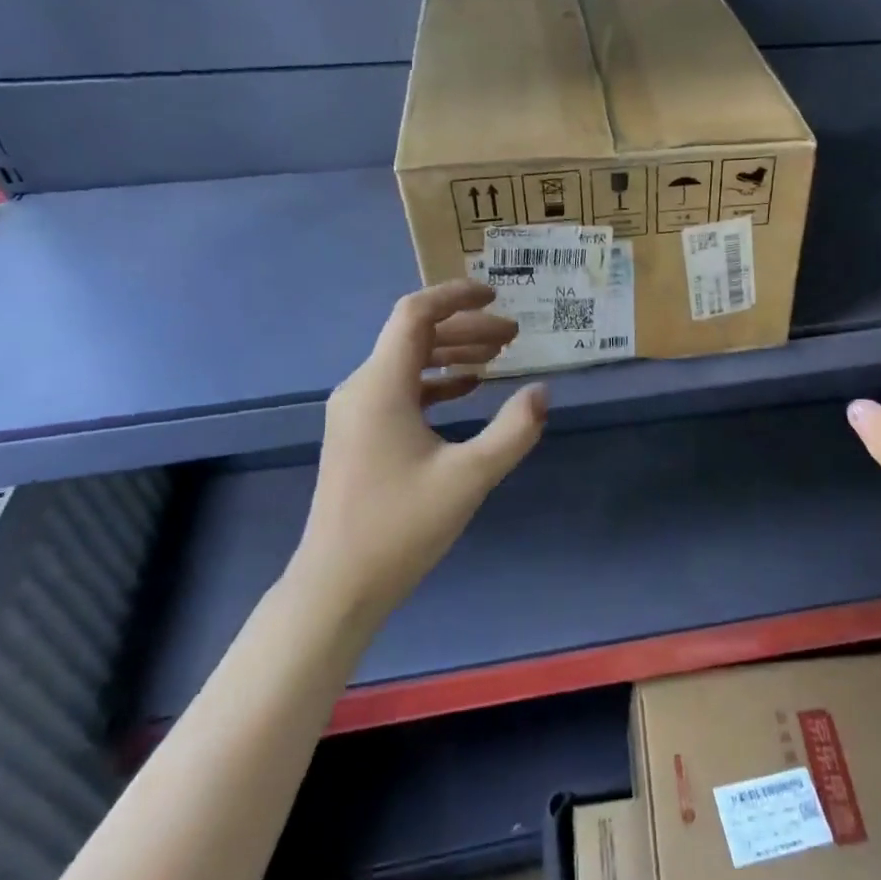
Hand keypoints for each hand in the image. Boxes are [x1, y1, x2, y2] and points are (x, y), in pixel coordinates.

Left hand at [287, 280, 548, 623]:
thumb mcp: (470, 477)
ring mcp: (356, 412)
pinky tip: (468, 390)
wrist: (338, 584)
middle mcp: (362, 388)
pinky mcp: (360, 434)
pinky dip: (437, 381)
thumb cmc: (402, 526)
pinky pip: (401, 388)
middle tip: (514, 335)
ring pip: (408, 361)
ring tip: (499, 357)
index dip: (456, 296)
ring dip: (453, 353)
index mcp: (381, 386)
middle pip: (414, 335)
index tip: (496, 295)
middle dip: (466, 328)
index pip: (416, 315)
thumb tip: (542, 392)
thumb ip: (513, 430)